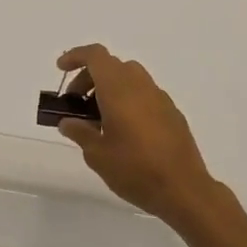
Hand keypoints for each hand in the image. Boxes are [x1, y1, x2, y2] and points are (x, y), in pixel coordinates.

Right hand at [55, 44, 232, 232]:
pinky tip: (124, 130)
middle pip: (111, 65)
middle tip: (76, 103)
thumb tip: (68, 122)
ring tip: (99, 118)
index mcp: (118, 90)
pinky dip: (128, 100)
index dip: (76, 56)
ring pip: (130, 78)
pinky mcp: (172, 113)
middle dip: (89, 78)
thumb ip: (80, 132)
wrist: (185, 190)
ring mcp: (160, 98)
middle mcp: (140, 86)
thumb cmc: (135, 169)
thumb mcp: (97, 155)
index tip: (61, 69)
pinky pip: (144, 94)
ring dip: (109, 88)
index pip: (96, 56)